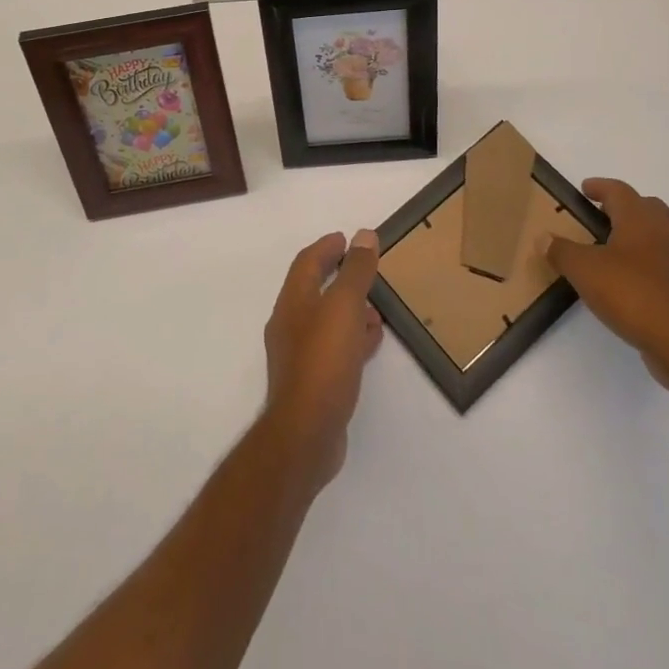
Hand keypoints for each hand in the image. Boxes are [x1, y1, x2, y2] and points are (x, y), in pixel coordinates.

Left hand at [261, 230, 383, 493]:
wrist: (306, 433)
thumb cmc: (324, 361)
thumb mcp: (344, 307)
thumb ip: (355, 271)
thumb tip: (364, 235)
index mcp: (293, 301)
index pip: (307, 262)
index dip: (326, 247)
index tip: (346, 239)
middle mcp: (290, 324)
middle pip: (314, 289)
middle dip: (339, 277)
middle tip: (365, 270)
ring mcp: (299, 355)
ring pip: (326, 320)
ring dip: (348, 308)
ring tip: (377, 309)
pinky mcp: (311, 381)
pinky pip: (333, 347)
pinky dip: (351, 336)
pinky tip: (371, 342)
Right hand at [546, 179, 668, 390]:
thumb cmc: (630, 293)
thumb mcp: (583, 270)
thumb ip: (560, 251)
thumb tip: (542, 238)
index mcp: (639, 219)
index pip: (619, 191)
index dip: (600, 187)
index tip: (585, 189)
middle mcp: (664, 231)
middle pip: (647, 206)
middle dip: (625, 206)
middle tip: (602, 214)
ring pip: (661, 232)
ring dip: (641, 231)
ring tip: (616, 244)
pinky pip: (666, 260)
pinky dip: (649, 259)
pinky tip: (631, 276)